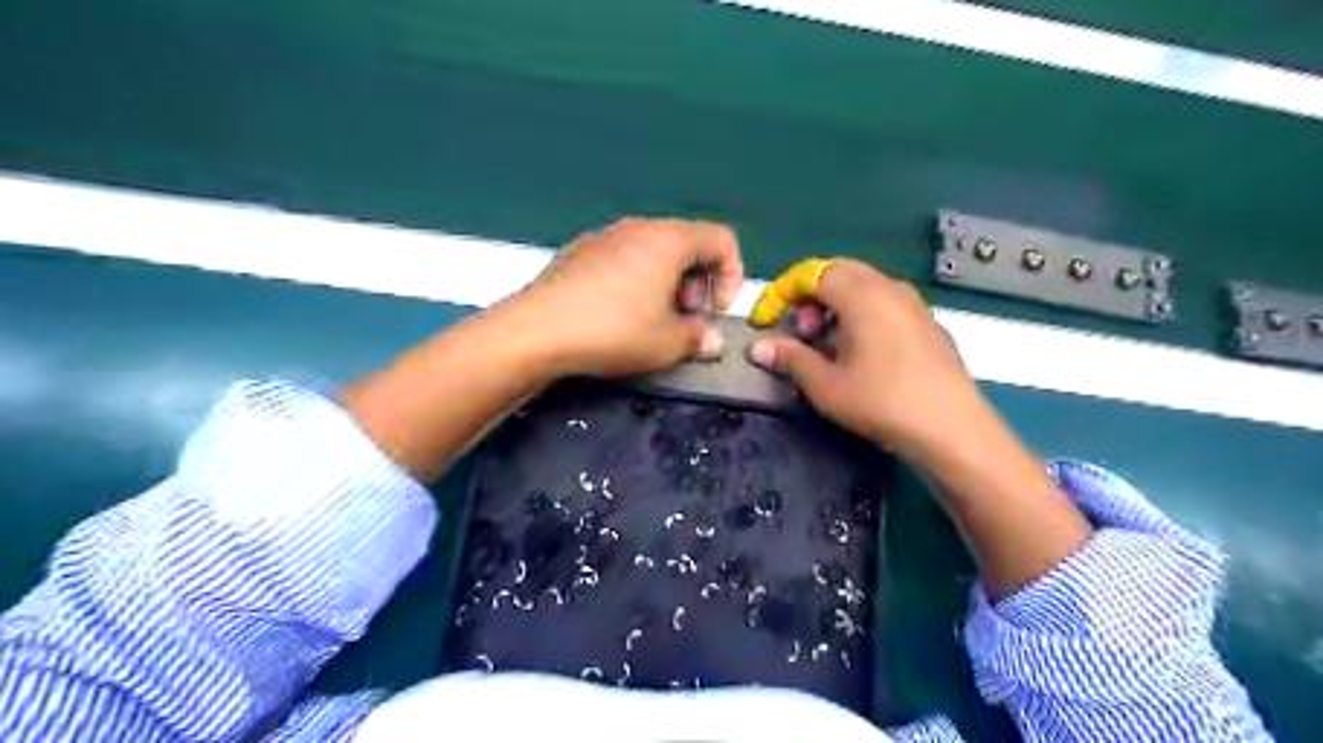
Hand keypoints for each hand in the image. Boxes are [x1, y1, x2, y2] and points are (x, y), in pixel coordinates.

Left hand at [509, 214, 743, 378]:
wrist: (536, 331)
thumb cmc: (613, 331)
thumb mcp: (667, 344)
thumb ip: (699, 338)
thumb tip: (711, 341)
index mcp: (668, 240)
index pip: (721, 240)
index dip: (732, 276)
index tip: (716, 312)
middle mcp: (638, 228)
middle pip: (687, 246)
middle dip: (697, 285)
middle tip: (684, 322)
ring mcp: (603, 237)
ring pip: (653, 254)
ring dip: (667, 287)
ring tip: (652, 323)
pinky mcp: (578, 253)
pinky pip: (623, 261)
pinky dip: (636, 284)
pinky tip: (617, 318)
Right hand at [747, 257, 985, 460]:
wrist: (952, 428)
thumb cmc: (881, 402)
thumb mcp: (825, 385)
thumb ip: (790, 358)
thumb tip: (760, 347)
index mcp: (861, 294)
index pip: (811, 272)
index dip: (781, 292)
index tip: (766, 321)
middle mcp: (889, 287)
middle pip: (838, 273)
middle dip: (809, 297)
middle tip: (800, 332)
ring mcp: (914, 304)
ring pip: (863, 287)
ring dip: (835, 306)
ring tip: (826, 345)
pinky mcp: (928, 323)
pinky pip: (884, 303)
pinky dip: (860, 315)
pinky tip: (860, 353)